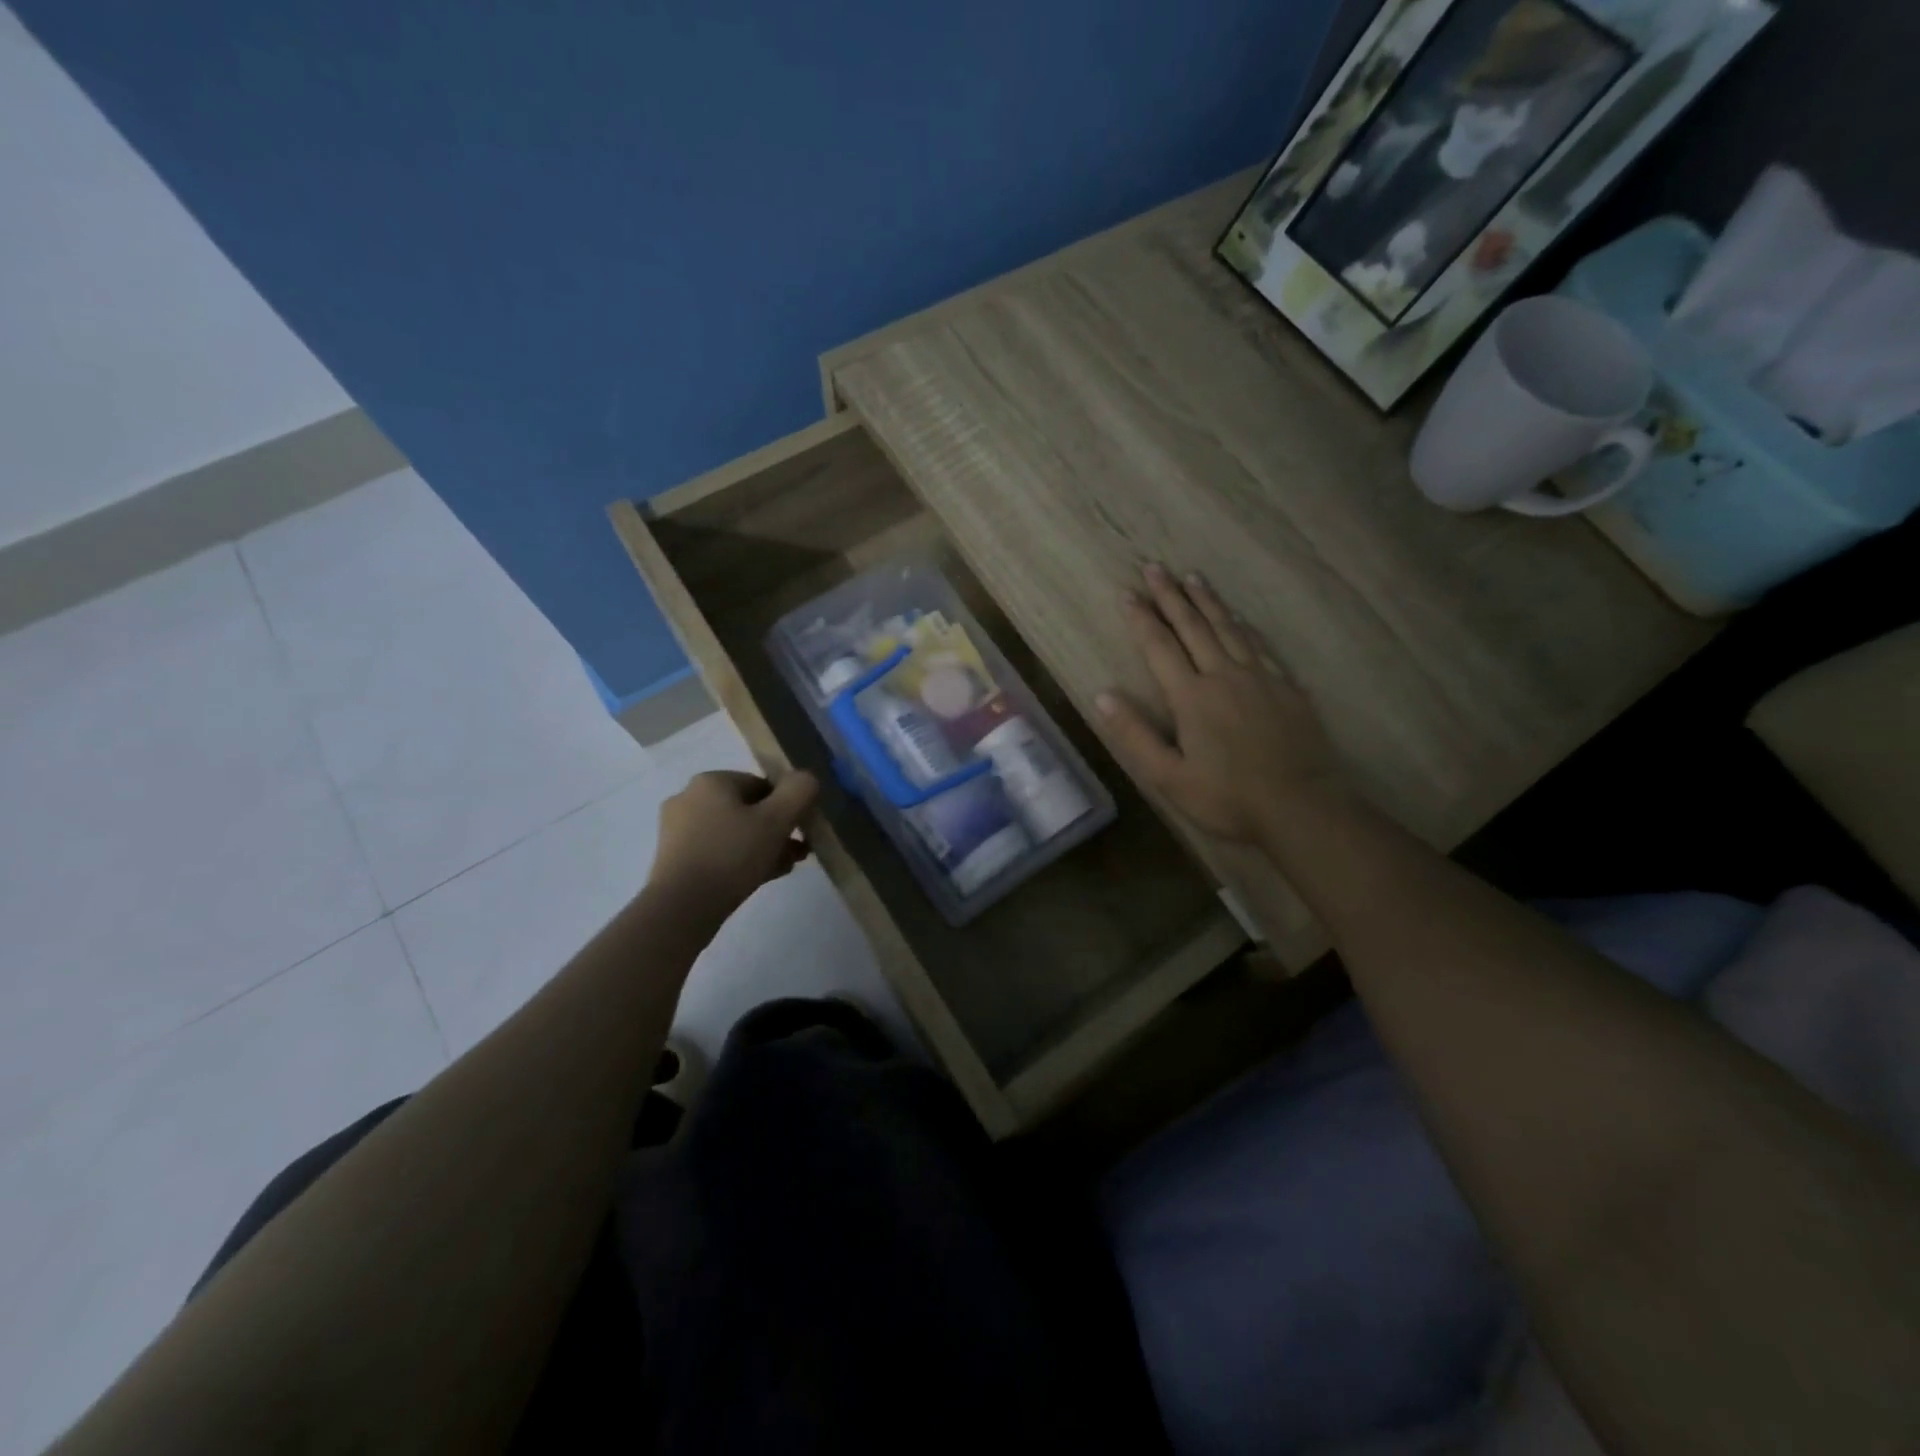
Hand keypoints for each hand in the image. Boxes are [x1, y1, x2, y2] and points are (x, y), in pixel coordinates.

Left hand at [648, 770, 818, 915]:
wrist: (682, 907)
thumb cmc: (732, 855)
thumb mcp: (777, 820)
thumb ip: (799, 791)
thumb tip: (806, 779)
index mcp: (711, 781)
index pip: (762, 785)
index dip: (788, 806)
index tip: (802, 831)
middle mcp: (689, 798)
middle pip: (748, 809)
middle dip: (777, 830)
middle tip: (798, 853)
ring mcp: (677, 829)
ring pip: (734, 832)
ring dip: (762, 846)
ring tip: (783, 868)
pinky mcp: (673, 858)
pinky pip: (717, 850)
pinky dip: (739, 859)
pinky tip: (759, 877)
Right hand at [1096, 564, 1341, 844]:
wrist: (1301, 807)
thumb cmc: (1228, 798)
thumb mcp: (1168, 777)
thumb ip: (1135, 735)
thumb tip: (1103, 695)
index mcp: (1192, 696)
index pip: (1159, 647)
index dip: (1141, 618)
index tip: (1127, 593)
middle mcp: (1224, 675)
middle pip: (1193, 626)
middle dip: (1171, 595)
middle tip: (1155, 567)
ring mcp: (1260, 678)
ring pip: (1229, 628)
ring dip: (1207, 602)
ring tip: (1192, 578)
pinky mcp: (1287, 688)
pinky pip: (1260, 645)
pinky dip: (1243, 625)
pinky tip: (1239, 617)